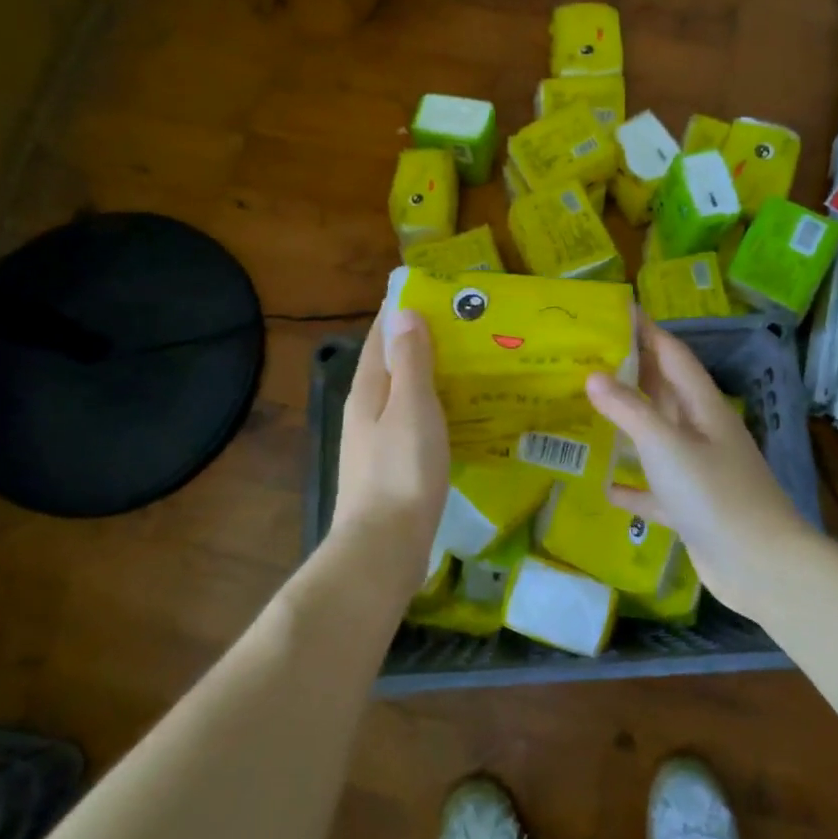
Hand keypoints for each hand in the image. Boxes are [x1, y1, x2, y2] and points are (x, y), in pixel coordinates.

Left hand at [330, 309, 449, 590]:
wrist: (384, 547)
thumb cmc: (402, 471)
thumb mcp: (411, 408)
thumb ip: (410, 362)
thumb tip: (404, 312)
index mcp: (369, 389)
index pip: (381, 335)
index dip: (402, 310)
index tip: (435, 291)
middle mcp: (367, 409)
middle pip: (392, 363)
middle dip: (421, 340)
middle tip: (466, 325)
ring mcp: (376, 440)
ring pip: (404, 393)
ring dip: (430, 374)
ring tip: (470, 363)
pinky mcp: (392, 465)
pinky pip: (414, 421)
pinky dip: (434, 407)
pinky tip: (459, 414)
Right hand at [586, 317, 815, 615]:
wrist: (760, 565)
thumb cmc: (714, 494)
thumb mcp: (666, 445)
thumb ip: (629, 410)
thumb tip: (593, 375)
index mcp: (703, 407)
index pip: (673, 355)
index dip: (647, 331)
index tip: (616, 311)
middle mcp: (702, 432)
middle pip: (664, 392)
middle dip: (631, 372)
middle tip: (588, 357)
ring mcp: (699, 470)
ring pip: (657, 437)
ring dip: (628, 425)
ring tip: (587, 410)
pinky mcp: (691, 507)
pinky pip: (655, 488)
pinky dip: (633, 485)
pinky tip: (606, 486)